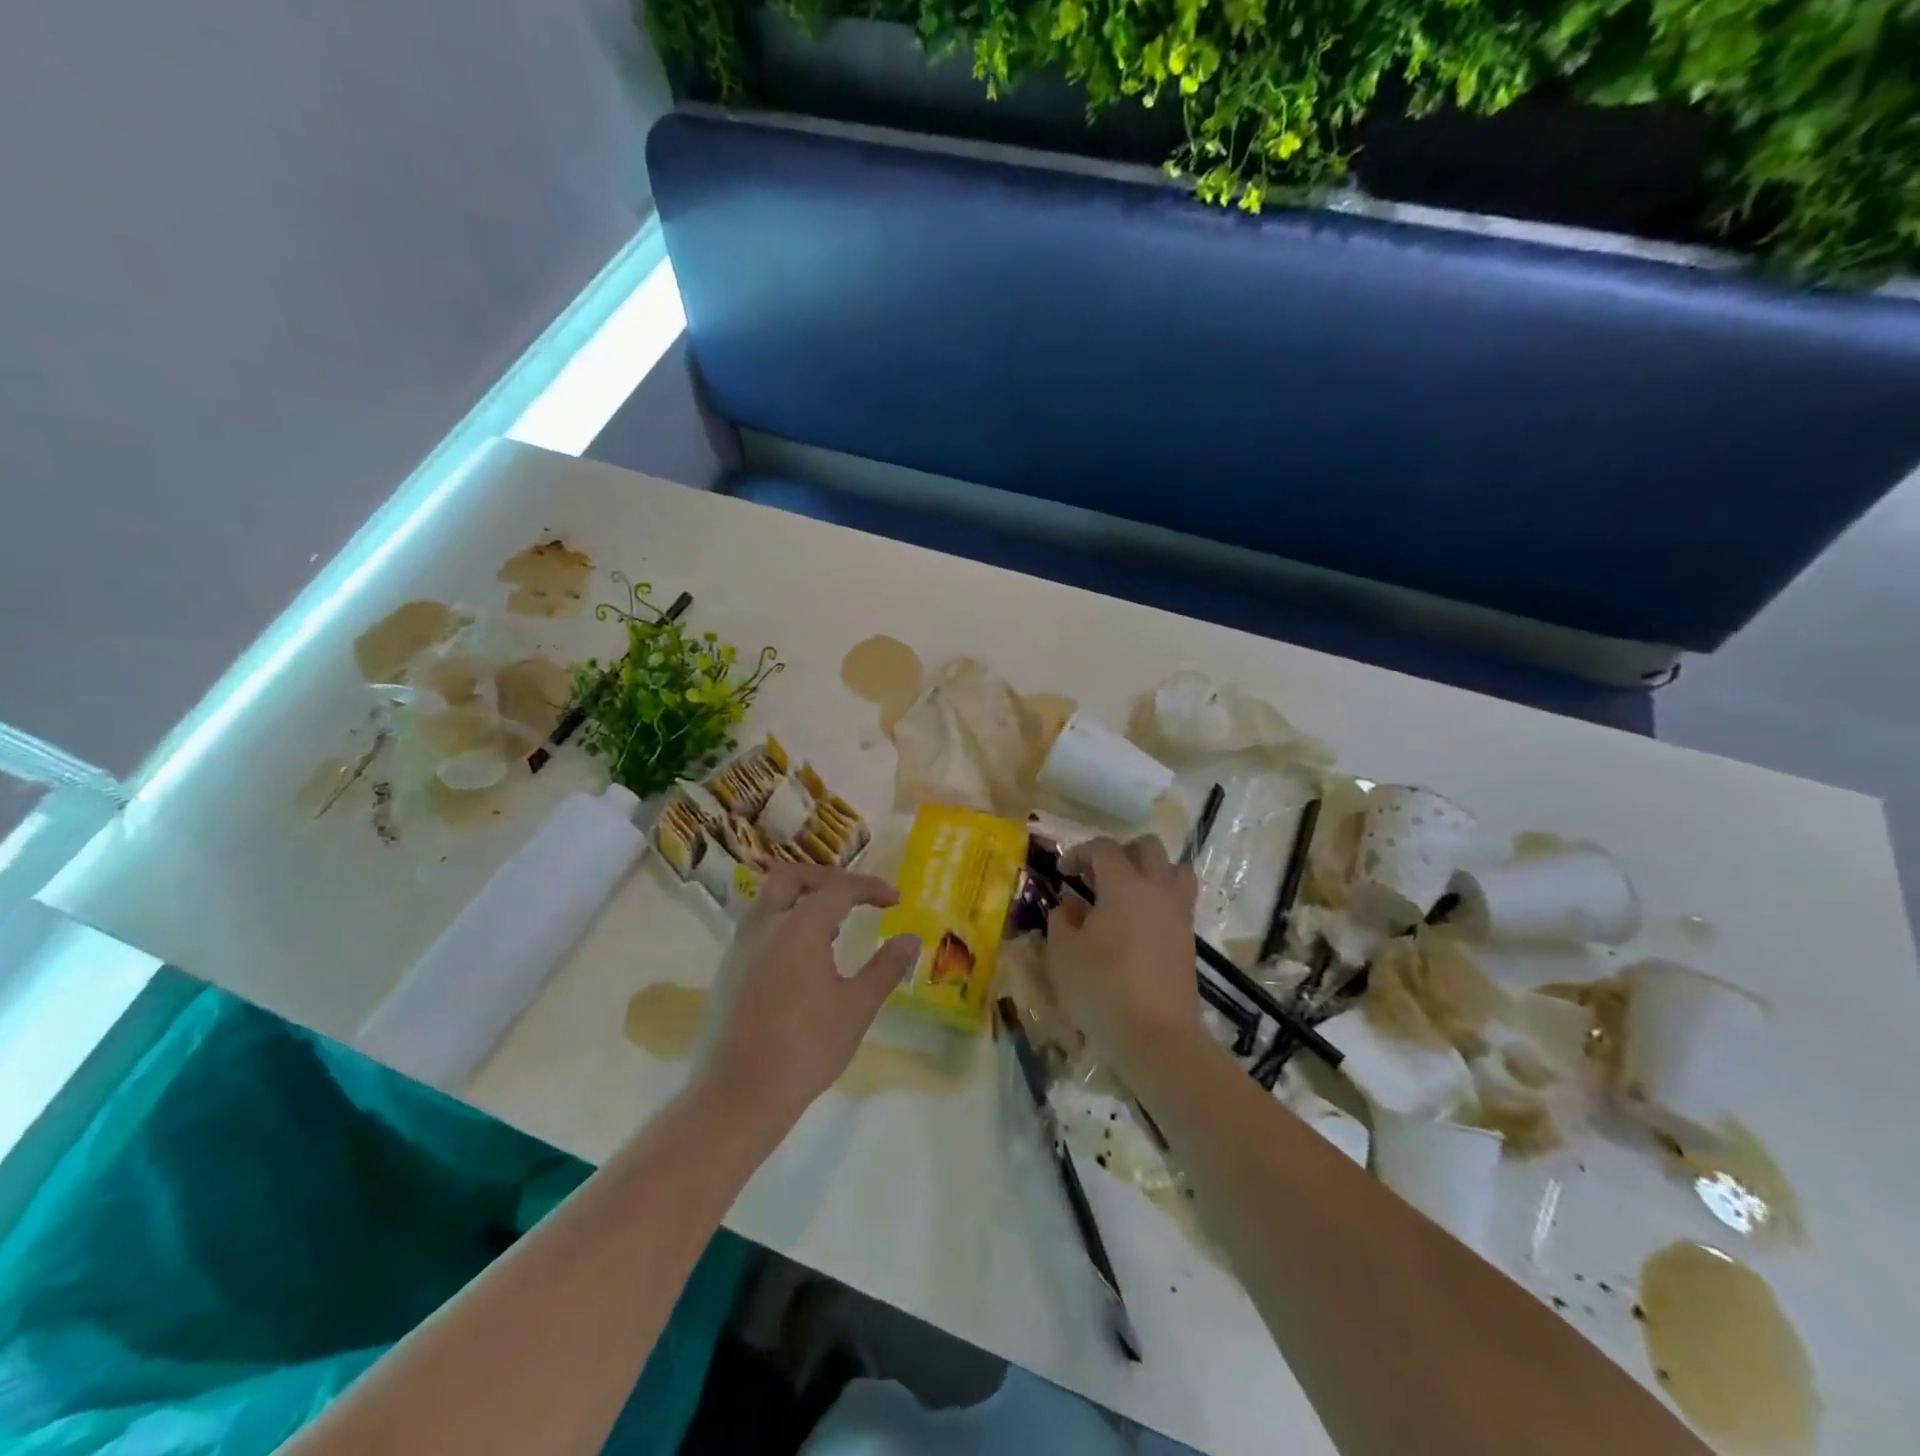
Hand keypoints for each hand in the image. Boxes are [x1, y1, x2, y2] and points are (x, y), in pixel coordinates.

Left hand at [692, 863, 920, 1134]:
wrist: (738, 1095)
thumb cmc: (805, 1047)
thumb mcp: (856, 1008)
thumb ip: (885, 968)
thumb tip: (910, 939)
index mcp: (798, 927)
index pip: (838, 888)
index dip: (869, 888)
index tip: (895, 900)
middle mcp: (764, 926)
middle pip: (790, 878)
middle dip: (825, 878)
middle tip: (853, 896)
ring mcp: (740, 948)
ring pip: (768, 902)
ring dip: (801, 901)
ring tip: (833, 928)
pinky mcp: (728, 973)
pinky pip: (758, 929)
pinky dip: (784, 925)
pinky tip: (804, 960)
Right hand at [1045, 836, 1202, 1079]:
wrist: (1158, 1037)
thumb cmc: (1103, 989)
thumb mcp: (1064, 954)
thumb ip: (1062, 920)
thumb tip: (1070, 905)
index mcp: (1124, 885)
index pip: (1103, 848)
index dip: (1079, 852)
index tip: (1063, 872)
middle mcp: (1157, 889)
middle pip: (1148, 848)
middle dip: (1120, 853)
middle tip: (1097, 876)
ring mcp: (1178, 914)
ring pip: (1173, 870)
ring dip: (1149, 872)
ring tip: (1125, 896)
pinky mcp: (1188, 940)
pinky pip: (1178, 901)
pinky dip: (1158, 900)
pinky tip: (1136, 927)